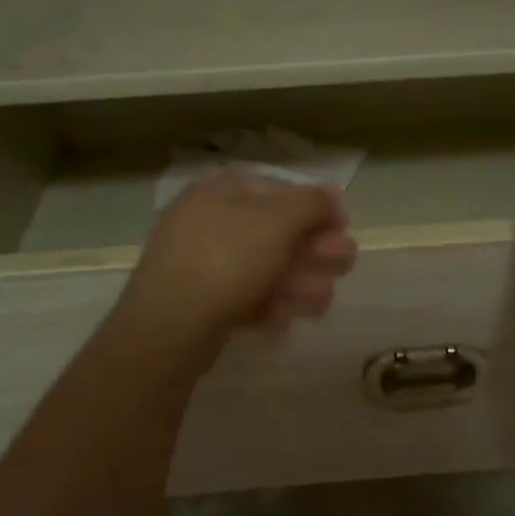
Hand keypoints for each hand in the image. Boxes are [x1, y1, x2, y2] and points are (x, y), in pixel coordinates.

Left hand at [114, 172, 357, 355]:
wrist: (169, 326)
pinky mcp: (197, 302)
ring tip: (322, 301)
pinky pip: (241, 296)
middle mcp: (206, 221)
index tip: (343, 225)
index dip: (314, 204)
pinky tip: (285, 321)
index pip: (276, 189)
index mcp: (219, 191)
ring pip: (260, 267)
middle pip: (272, 231)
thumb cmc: (227, 259)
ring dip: (297, 281)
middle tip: (345, 264)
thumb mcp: (278, 221)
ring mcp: (198, 263)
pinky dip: (267, 304)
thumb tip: (331, 194)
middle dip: (313, 249)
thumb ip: (311, 203)